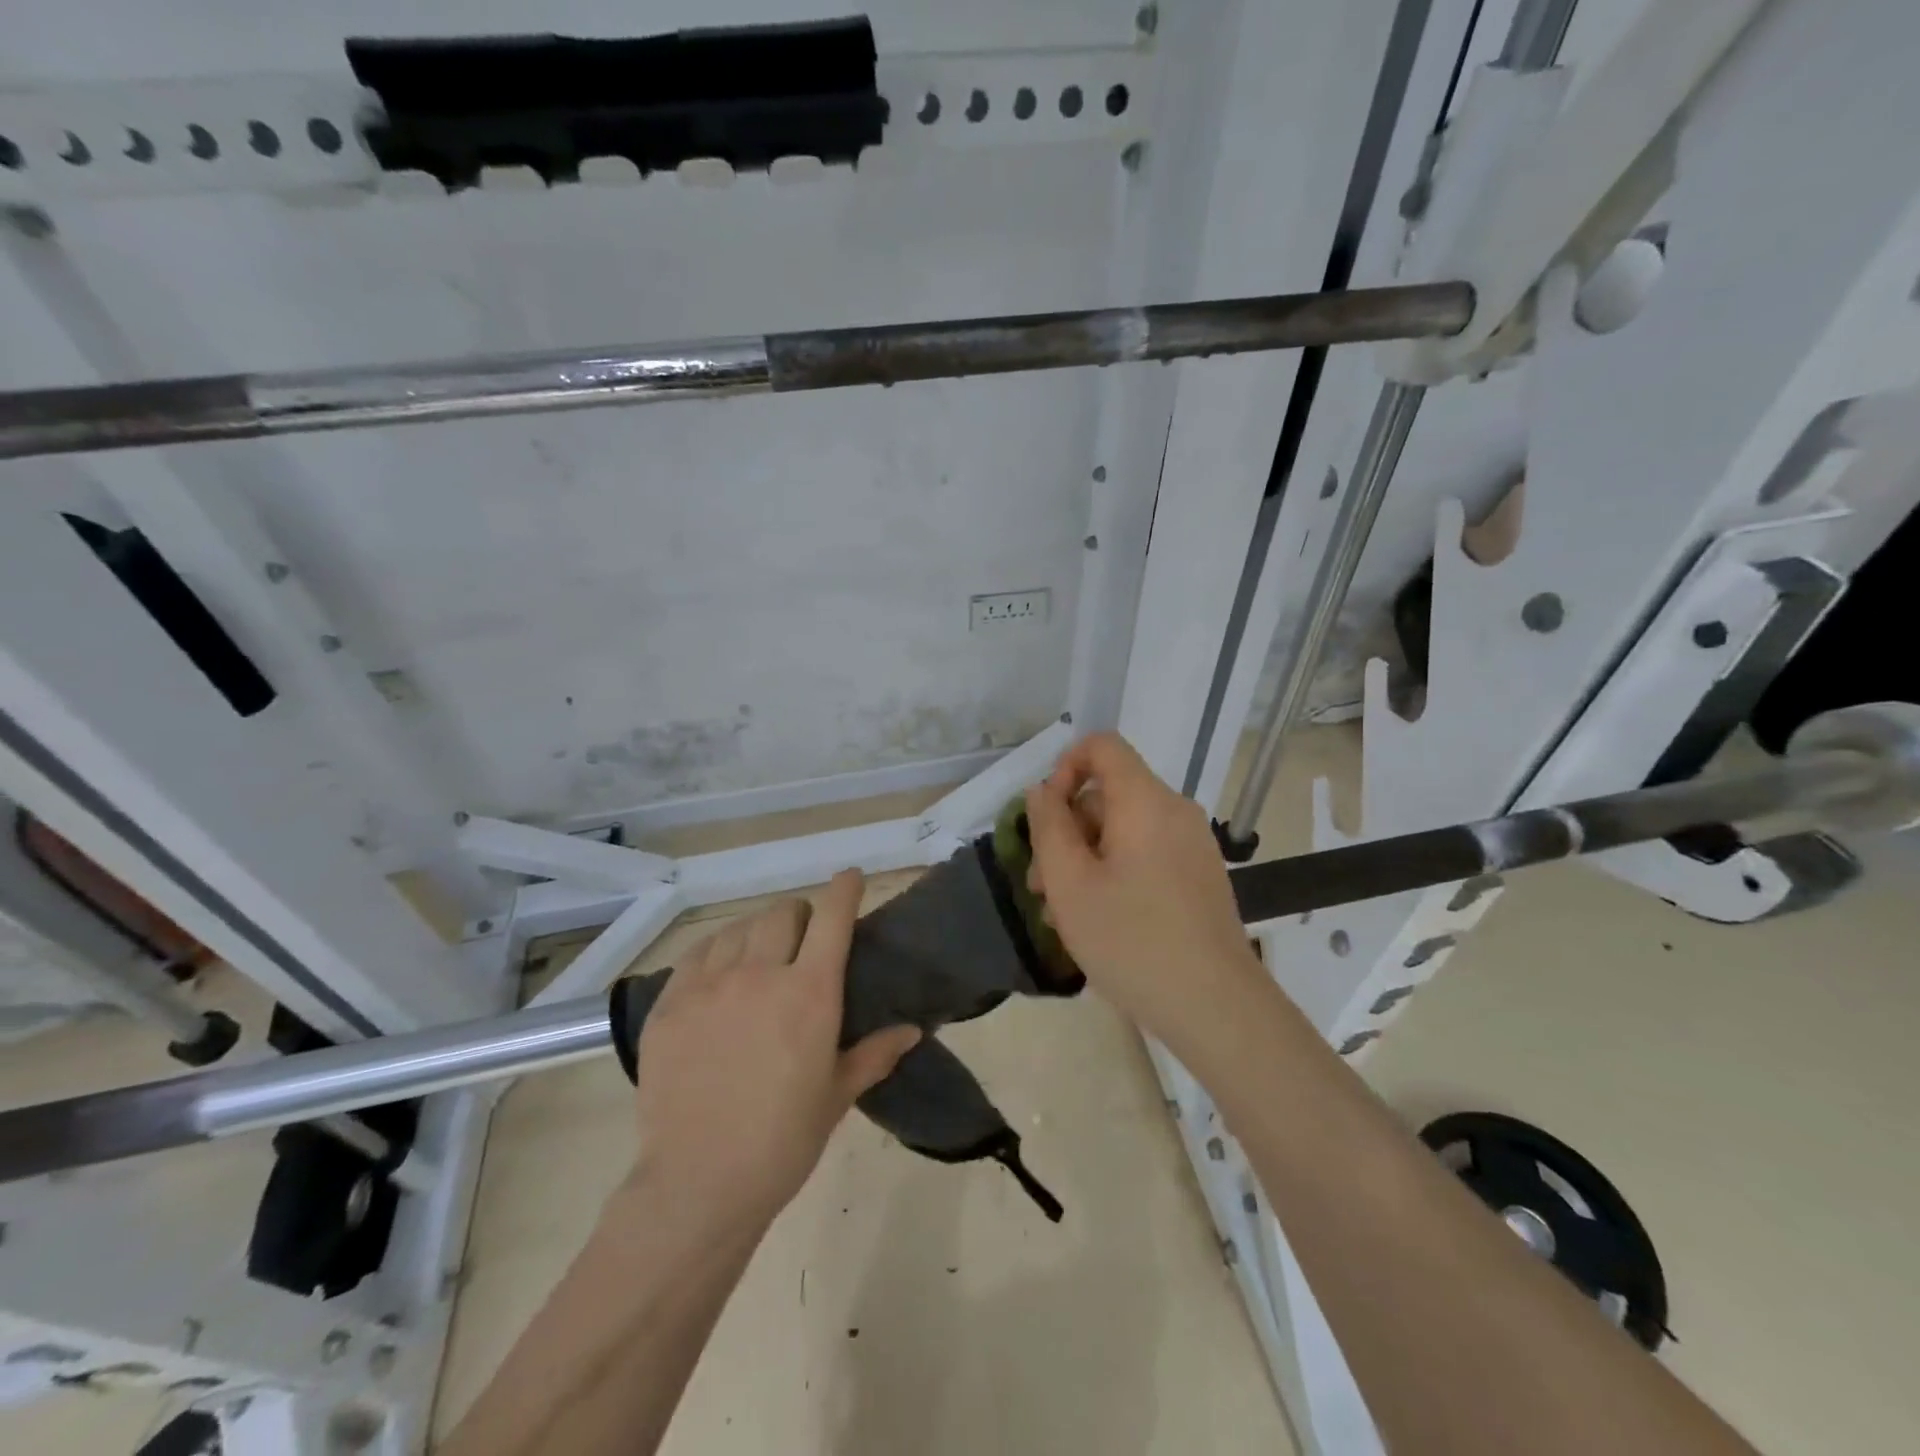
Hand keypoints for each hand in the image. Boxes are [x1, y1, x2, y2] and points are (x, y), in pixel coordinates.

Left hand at [629, 869, 920, 1223]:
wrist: (698, 1184)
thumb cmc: (782, 1141)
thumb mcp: (837, 1095)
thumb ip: (875, 1053)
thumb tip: (913, 1029)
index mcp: (809, 993)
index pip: (831, 918)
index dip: (844, 890)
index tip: (851, 877)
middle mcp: (760, 974)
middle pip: (783, 913)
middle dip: (800, 916)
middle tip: (802, 939)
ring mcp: (709, 985)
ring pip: (738, 928)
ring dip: (758, 932)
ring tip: (760, 955)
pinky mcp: (670, 1004)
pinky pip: (697, 954)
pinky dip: (716, 951)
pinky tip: (720, 972)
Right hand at [1024, 733, 1263, 1044]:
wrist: (1216, 1007)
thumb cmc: (1132, 940)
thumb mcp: (1070, 883)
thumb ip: (1048, 827)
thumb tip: (1042, 791)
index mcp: (1145, 801)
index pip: (1102, 746)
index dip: (1064, 767)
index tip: (1044, 817)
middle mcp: (1174, 811)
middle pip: (1108, 794)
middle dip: (1066, 831)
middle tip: (1041, 886)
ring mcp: (1192, 845)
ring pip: (1123, 829)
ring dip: (1085, 858)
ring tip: (1063, 913)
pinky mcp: (1199, 875)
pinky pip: (1146, 853)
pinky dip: (1114, 872)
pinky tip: (1099, 920)